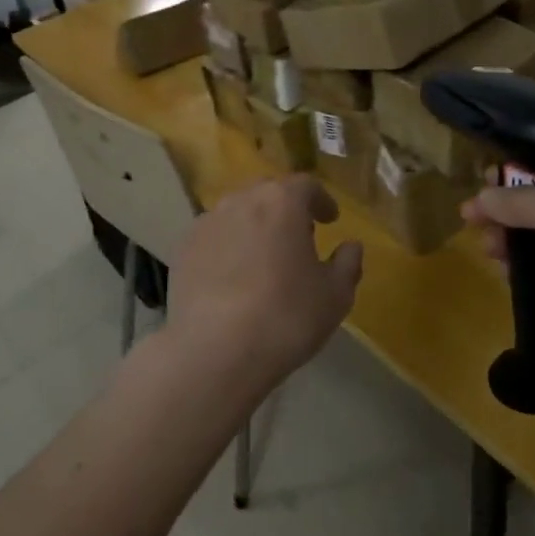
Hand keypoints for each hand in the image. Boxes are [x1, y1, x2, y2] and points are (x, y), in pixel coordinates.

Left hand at [162, 175, 362, 399]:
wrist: (215, 350)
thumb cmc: (286, 316)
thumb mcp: (335, 295)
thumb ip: (348, 263)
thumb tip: (351, 246)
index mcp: (282, 201)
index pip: (306, 185)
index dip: (321, 201)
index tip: (330, 220)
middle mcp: (242, 200)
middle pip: (268, 193)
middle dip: (286, 209)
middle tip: (299, 237)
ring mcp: (207, 222)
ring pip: (238, 213)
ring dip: (254, 226)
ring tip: (263, 258)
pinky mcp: (184, 248)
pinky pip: (214, 237)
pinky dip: (228, 247)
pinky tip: (233, 276)